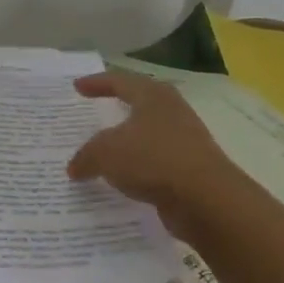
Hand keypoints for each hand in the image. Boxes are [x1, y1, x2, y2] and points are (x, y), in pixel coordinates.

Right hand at [68, 71, 244, 235]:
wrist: (208, 201)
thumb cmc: (153, 160)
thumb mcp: (105, 153)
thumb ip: (85, 156)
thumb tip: (75, 167)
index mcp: (152, 96)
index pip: (119, 81)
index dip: (96, 83)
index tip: (77, 87)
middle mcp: (172, 112)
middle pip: (139, 104)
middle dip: (117, 108)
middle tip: (95, 112)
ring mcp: (186, 141)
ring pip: (148, 135)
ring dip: (128, 142)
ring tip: (105, 150)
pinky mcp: (191, 169)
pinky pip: (156, 163)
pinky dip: (138, 168)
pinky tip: (123, 179)